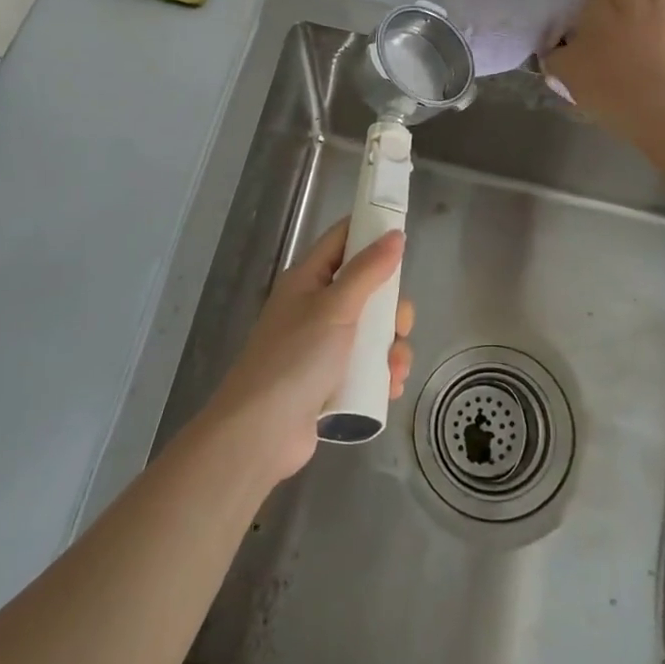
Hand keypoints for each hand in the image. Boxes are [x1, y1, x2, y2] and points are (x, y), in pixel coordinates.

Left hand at [204, 218, 415, 483]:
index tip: (403, 237)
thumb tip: (395, 235)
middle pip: (366, 290)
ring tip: (396, 368)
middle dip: (392, 308)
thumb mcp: (336, 307)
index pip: (342, 240)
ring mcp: (322, 345)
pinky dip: (381, 373)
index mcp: (308, 279)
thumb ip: (368, 270)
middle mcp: (315, 307)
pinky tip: (390, 387)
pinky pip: (365, 365)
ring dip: (391, 347)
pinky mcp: (329, 379)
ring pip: (372, 331)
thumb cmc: (296, 358)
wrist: (261, 431)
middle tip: (400, 324)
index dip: (371, 232)